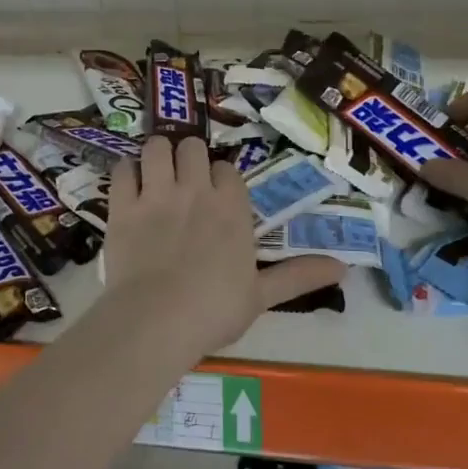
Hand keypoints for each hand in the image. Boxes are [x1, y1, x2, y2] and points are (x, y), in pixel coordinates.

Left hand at [104, 136, 346, 355]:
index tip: (216, 195)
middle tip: (184, 180)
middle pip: (193, 147)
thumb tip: (344, 268)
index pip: (227, 170)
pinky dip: (127, 172)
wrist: (156, 321)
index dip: (220, 179)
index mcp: (231, 208)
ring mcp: (157, 194)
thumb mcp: (262, 295)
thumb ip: (299, 275)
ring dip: (158, 154)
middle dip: (189, 158)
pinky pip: (123, 169)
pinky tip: (129, 185)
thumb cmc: (214, 311)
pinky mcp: (123, 205)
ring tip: (156, 172)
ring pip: (157, 146)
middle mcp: (196, 190)